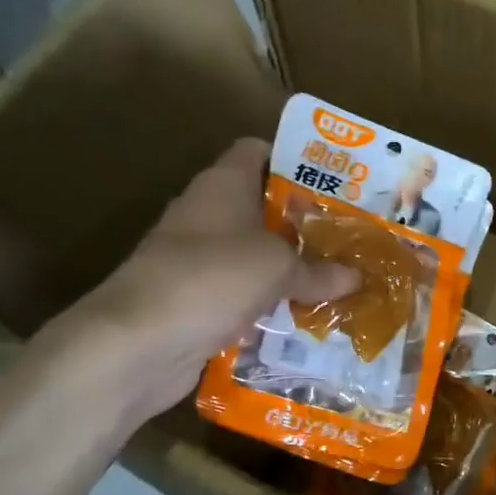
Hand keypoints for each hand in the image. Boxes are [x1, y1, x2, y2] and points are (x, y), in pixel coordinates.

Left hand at [46, 138, 356, 418]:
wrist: (139, 342)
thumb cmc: (212, 278)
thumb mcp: (278, 268)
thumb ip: (318, 270)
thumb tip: (356, 277)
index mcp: (223, 185)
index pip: (257, 151)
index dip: (294, 160)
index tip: (335, 183)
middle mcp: (207, 215)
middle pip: (262, 208)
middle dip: (304, 224)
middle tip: (350, 239)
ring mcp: (197, 260)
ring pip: (254, 257)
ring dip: (290, 270)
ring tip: (339, 281)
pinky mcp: (194, 302)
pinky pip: (243, 297)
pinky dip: (269, 307)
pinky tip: (304, 320)